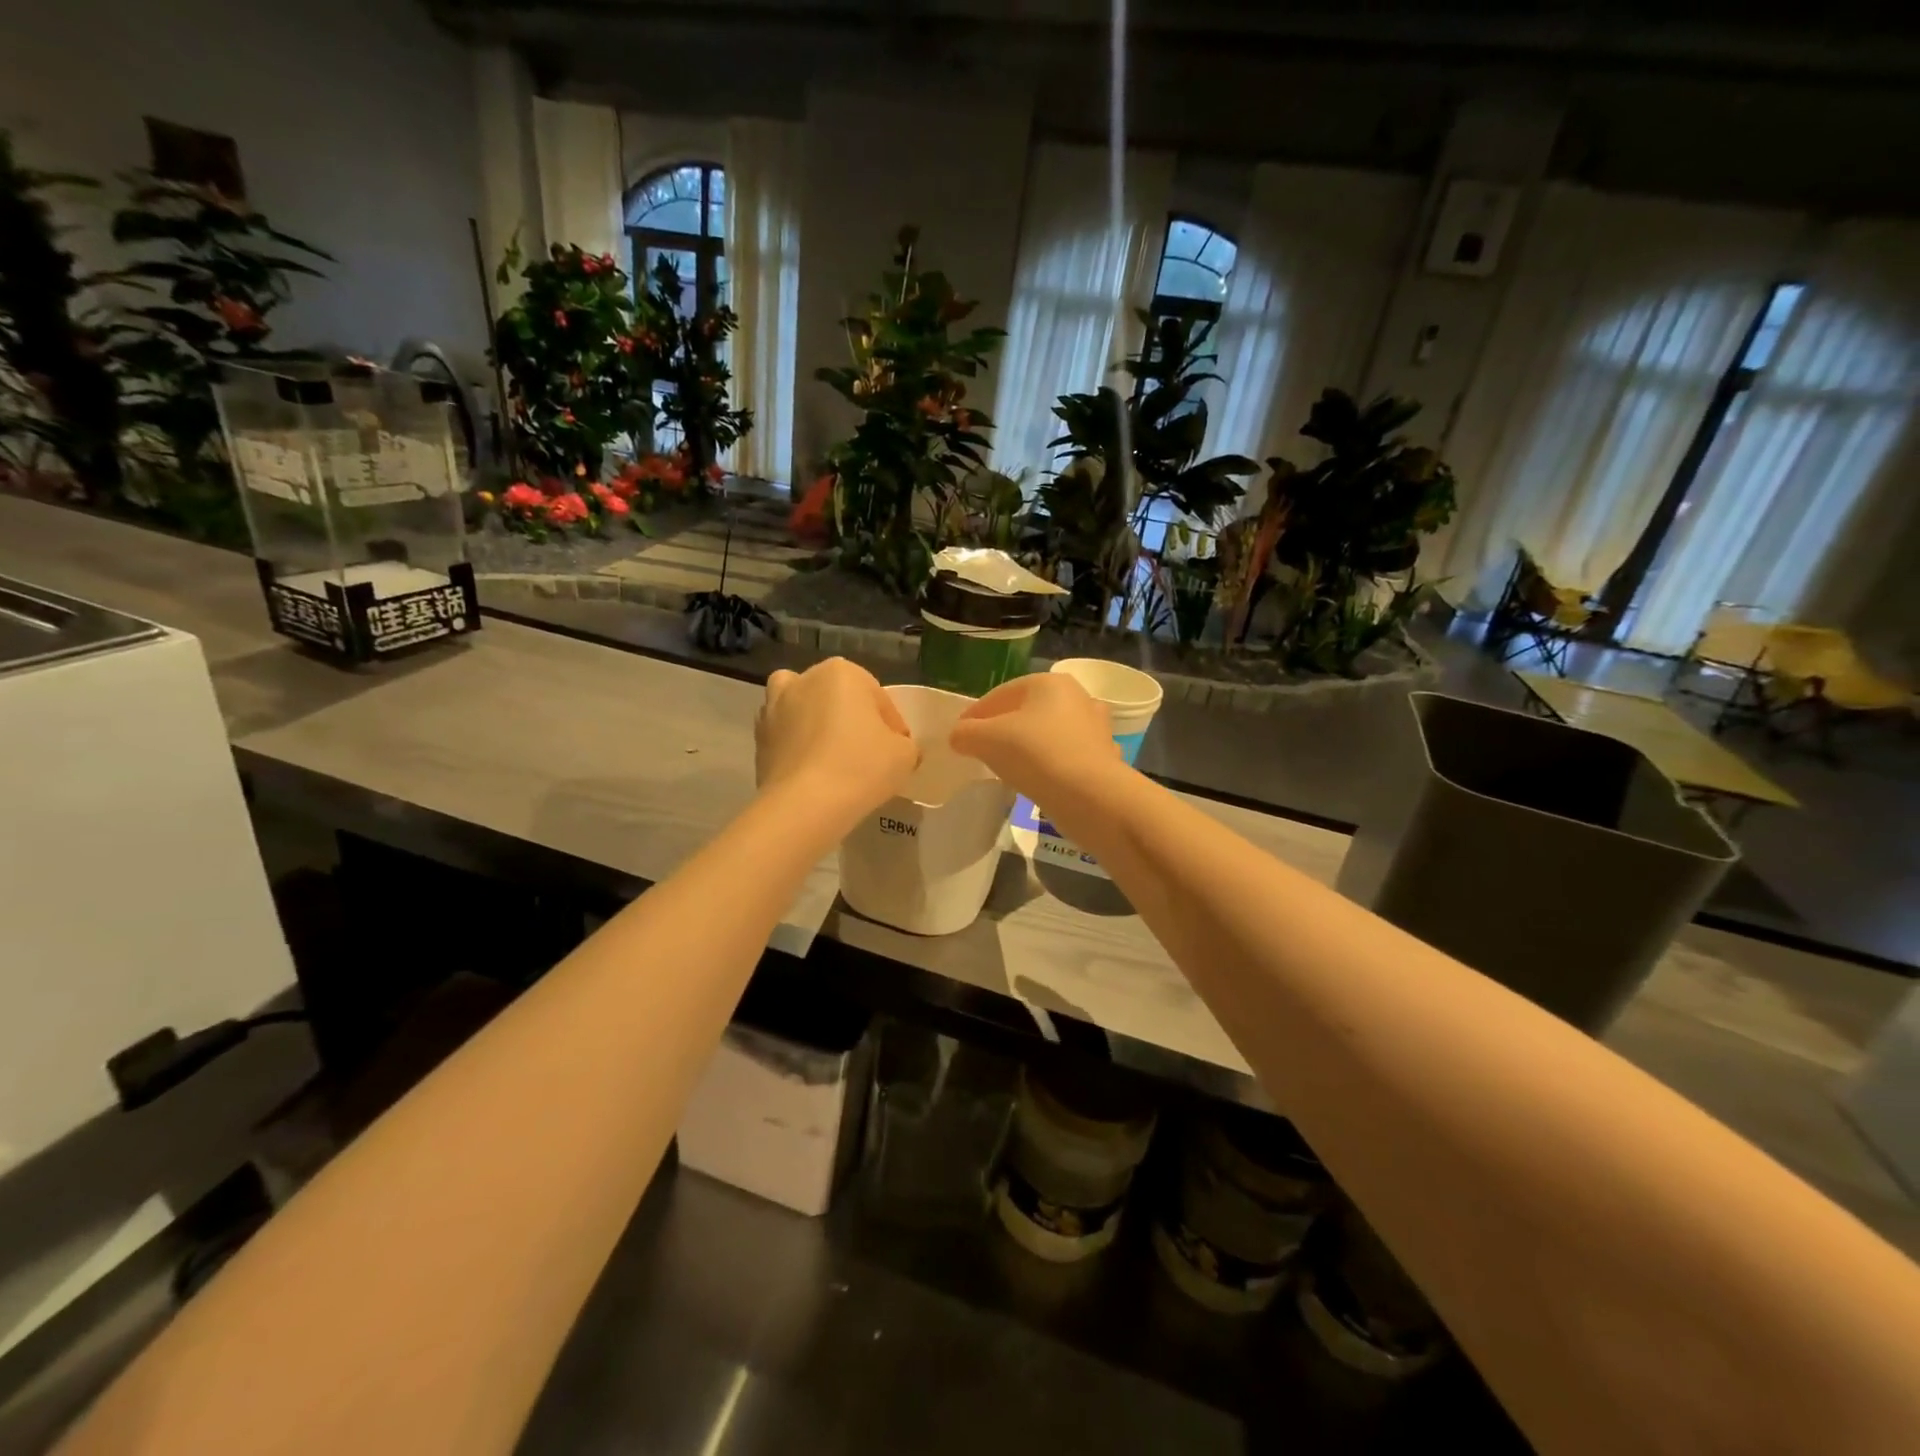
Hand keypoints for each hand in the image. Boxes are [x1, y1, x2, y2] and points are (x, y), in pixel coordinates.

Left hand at [755, 658, 917, 832]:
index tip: (897, 753)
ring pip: (804, 711)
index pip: (879, 699)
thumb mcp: (905, 755)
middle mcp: (803, 679)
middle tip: (867, 756)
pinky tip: (810, 772)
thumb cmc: (862, 767)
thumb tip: (895, 748)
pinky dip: (796, 748)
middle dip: (852, 721)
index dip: (892, 728)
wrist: (804, 805)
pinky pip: (785, 737)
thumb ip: (905, 744)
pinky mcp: (757, 738)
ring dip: (816, 726)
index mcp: (842, 672)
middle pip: (838, 699)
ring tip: (831, 758)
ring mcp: (773, 707)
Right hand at [948, 672, 1121, 802]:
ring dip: (1029, 746)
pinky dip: (1051, 765)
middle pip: (1026, 712)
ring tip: (1009, 768)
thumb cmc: (1035, 755)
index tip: (959, 736)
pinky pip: (1066, 756)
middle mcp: (1077, 696)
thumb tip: (959, 736)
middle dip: (1003, 729)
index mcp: (1048, 683)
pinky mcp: (1104, 756)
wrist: (1091, 797)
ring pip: (1049, 733)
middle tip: (982, 751)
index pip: (1000, 695)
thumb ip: (965, 733)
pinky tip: (1039, 780)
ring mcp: (1095, 727)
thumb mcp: (986, 740)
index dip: (974, 715)